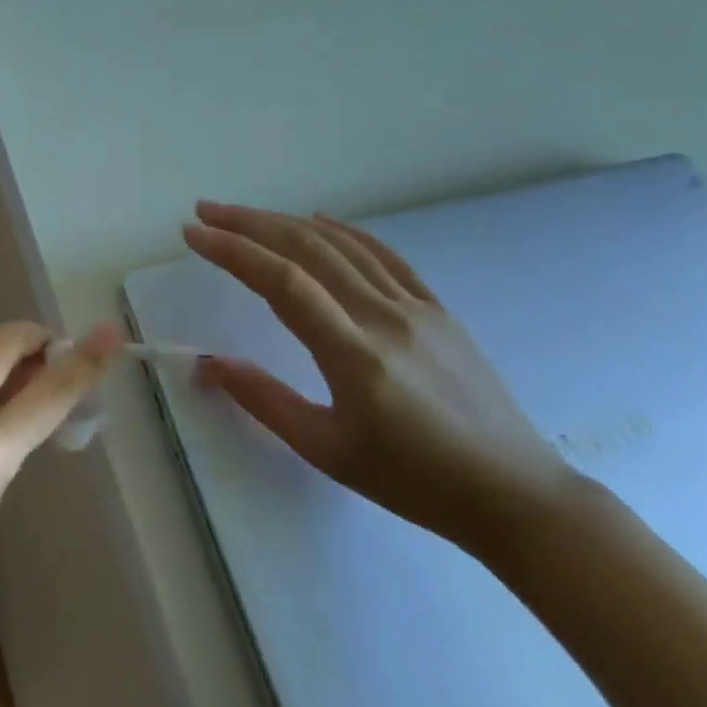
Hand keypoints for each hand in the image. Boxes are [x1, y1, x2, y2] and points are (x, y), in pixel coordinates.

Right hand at [183, 202, 569, 555]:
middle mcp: (385, 317)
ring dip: (287, 221)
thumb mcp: (327, 451)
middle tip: (206, 212)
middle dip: (250, 224)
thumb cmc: (413, 482)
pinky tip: (321, 220)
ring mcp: (417, 307)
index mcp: (355, 355)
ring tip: (245, 215)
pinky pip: (386, 256)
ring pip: (342, 245)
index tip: (193, 235)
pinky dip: (346, 232)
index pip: (283, 282)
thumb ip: (265, 401)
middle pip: (308, 249)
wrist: (514, 494)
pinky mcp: (438, 309)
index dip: (233, 251)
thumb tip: (209, 364)